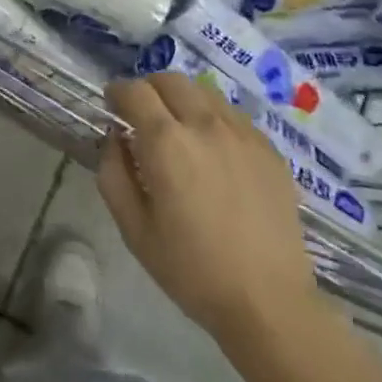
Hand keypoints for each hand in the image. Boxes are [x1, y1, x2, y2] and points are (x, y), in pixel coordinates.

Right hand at [97, 73, 324, 348]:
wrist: (268, 301)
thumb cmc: (192, 270)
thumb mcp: (134, 229)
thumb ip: (113, 173)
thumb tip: (115, 137)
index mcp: (167, 142)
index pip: (135, 91)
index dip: (118, 92)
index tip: (112, 104)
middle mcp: (205, 124)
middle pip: (171, 80)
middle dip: (149, 88)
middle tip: (141, 113)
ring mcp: (242, 133)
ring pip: (204, 92)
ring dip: (182, 100)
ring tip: (178, 129)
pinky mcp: (269, 148)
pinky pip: (233, 116)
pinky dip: (213, 118)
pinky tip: (213, 150)